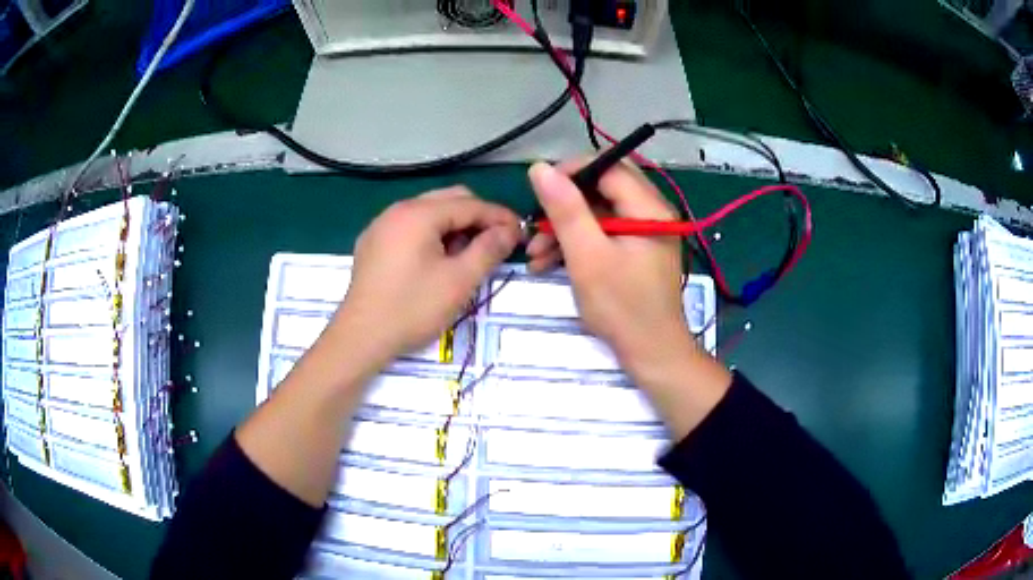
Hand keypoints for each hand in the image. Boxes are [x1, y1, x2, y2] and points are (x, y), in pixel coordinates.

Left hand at [333, 187, 521, 361]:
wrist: (361, 336)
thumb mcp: (459, 281)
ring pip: (429, 212)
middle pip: (449, 200)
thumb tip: (510, 230)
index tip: (521, 233)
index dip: (499, 216)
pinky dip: (431, 234)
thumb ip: (489, 249)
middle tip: (496, 244)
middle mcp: (398, 209)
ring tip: (467, 255)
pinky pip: (410, 226)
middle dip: (477, 218)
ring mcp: (381, 224)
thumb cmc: (412, 308)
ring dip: (454, 226)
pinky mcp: (373, 242)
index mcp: (419, 213)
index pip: (470, 204)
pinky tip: (437, 260)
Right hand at [526, 161, 695, 375]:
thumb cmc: (622, 307)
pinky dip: (577, 244)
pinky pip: (603, 234)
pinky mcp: (636, 251)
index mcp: (649, 208)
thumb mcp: (588, 256)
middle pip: (601, 189)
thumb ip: (565, 210)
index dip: (570, 173)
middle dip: (564, 206)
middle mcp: (651, 212)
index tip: (538, 193)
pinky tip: (549, 263)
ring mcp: (645, 232)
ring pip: (598, 213)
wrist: (651, 353)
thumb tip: (540, 168)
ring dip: (565, 229)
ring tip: (535, 255)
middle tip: (536, 225)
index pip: (607, 167)